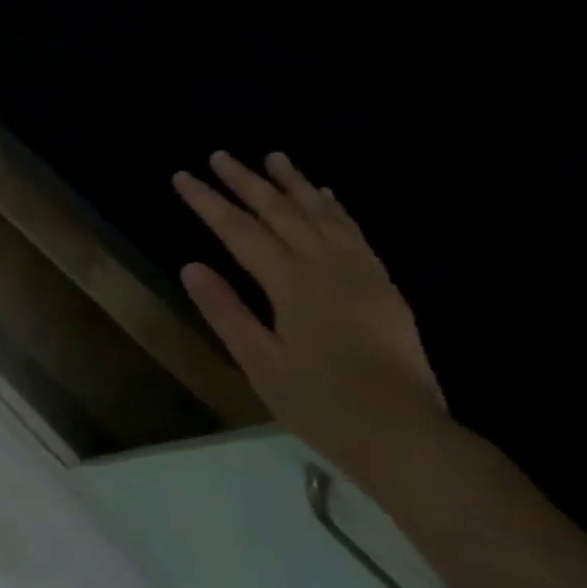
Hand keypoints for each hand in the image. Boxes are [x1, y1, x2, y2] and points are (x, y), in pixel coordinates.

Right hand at [173, 152, 447, 486]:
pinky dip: (334, 208)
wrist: (402, 432)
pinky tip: (324, 195)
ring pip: (322, 214)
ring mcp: (361, 272)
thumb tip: (191, 266)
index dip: (208, 203)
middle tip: (220, 155)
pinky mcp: (382, 285)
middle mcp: (328, 266)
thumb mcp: (259, 361)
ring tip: (273, 157)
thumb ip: (225, 310)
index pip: (240, 231)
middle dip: (247, 182)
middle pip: (281, 212)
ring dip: (293, 184)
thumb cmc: (319, 402)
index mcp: (292, 285)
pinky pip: (355, 232)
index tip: (183, 177)